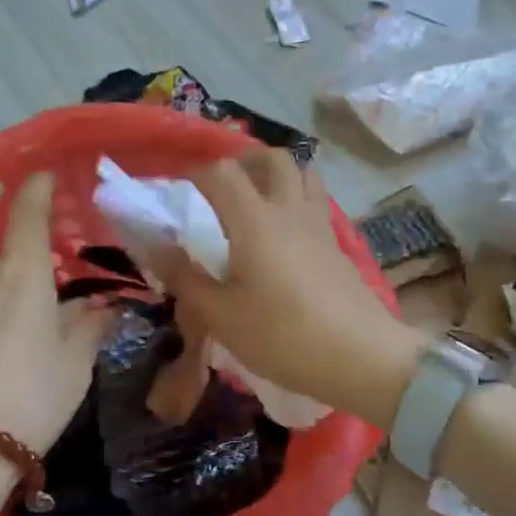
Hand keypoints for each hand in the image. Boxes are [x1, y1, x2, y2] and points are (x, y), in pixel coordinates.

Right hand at [158, 150, 421, 428]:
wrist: (360, 356)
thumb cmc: (283, 336)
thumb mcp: (222, 316)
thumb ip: (185, 278)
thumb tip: (155, 246)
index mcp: (255, 220)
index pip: (221, 172)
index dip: (196, 175)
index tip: (180, 196)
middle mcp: (289, 209)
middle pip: (271, 158)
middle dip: (243, 162)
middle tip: (223, 188)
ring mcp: (319, 223)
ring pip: (302, 172)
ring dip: (276, 174)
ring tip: (256, 201)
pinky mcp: (337, 242)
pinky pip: (315, 200)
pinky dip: (296, 198)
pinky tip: (284, 234)